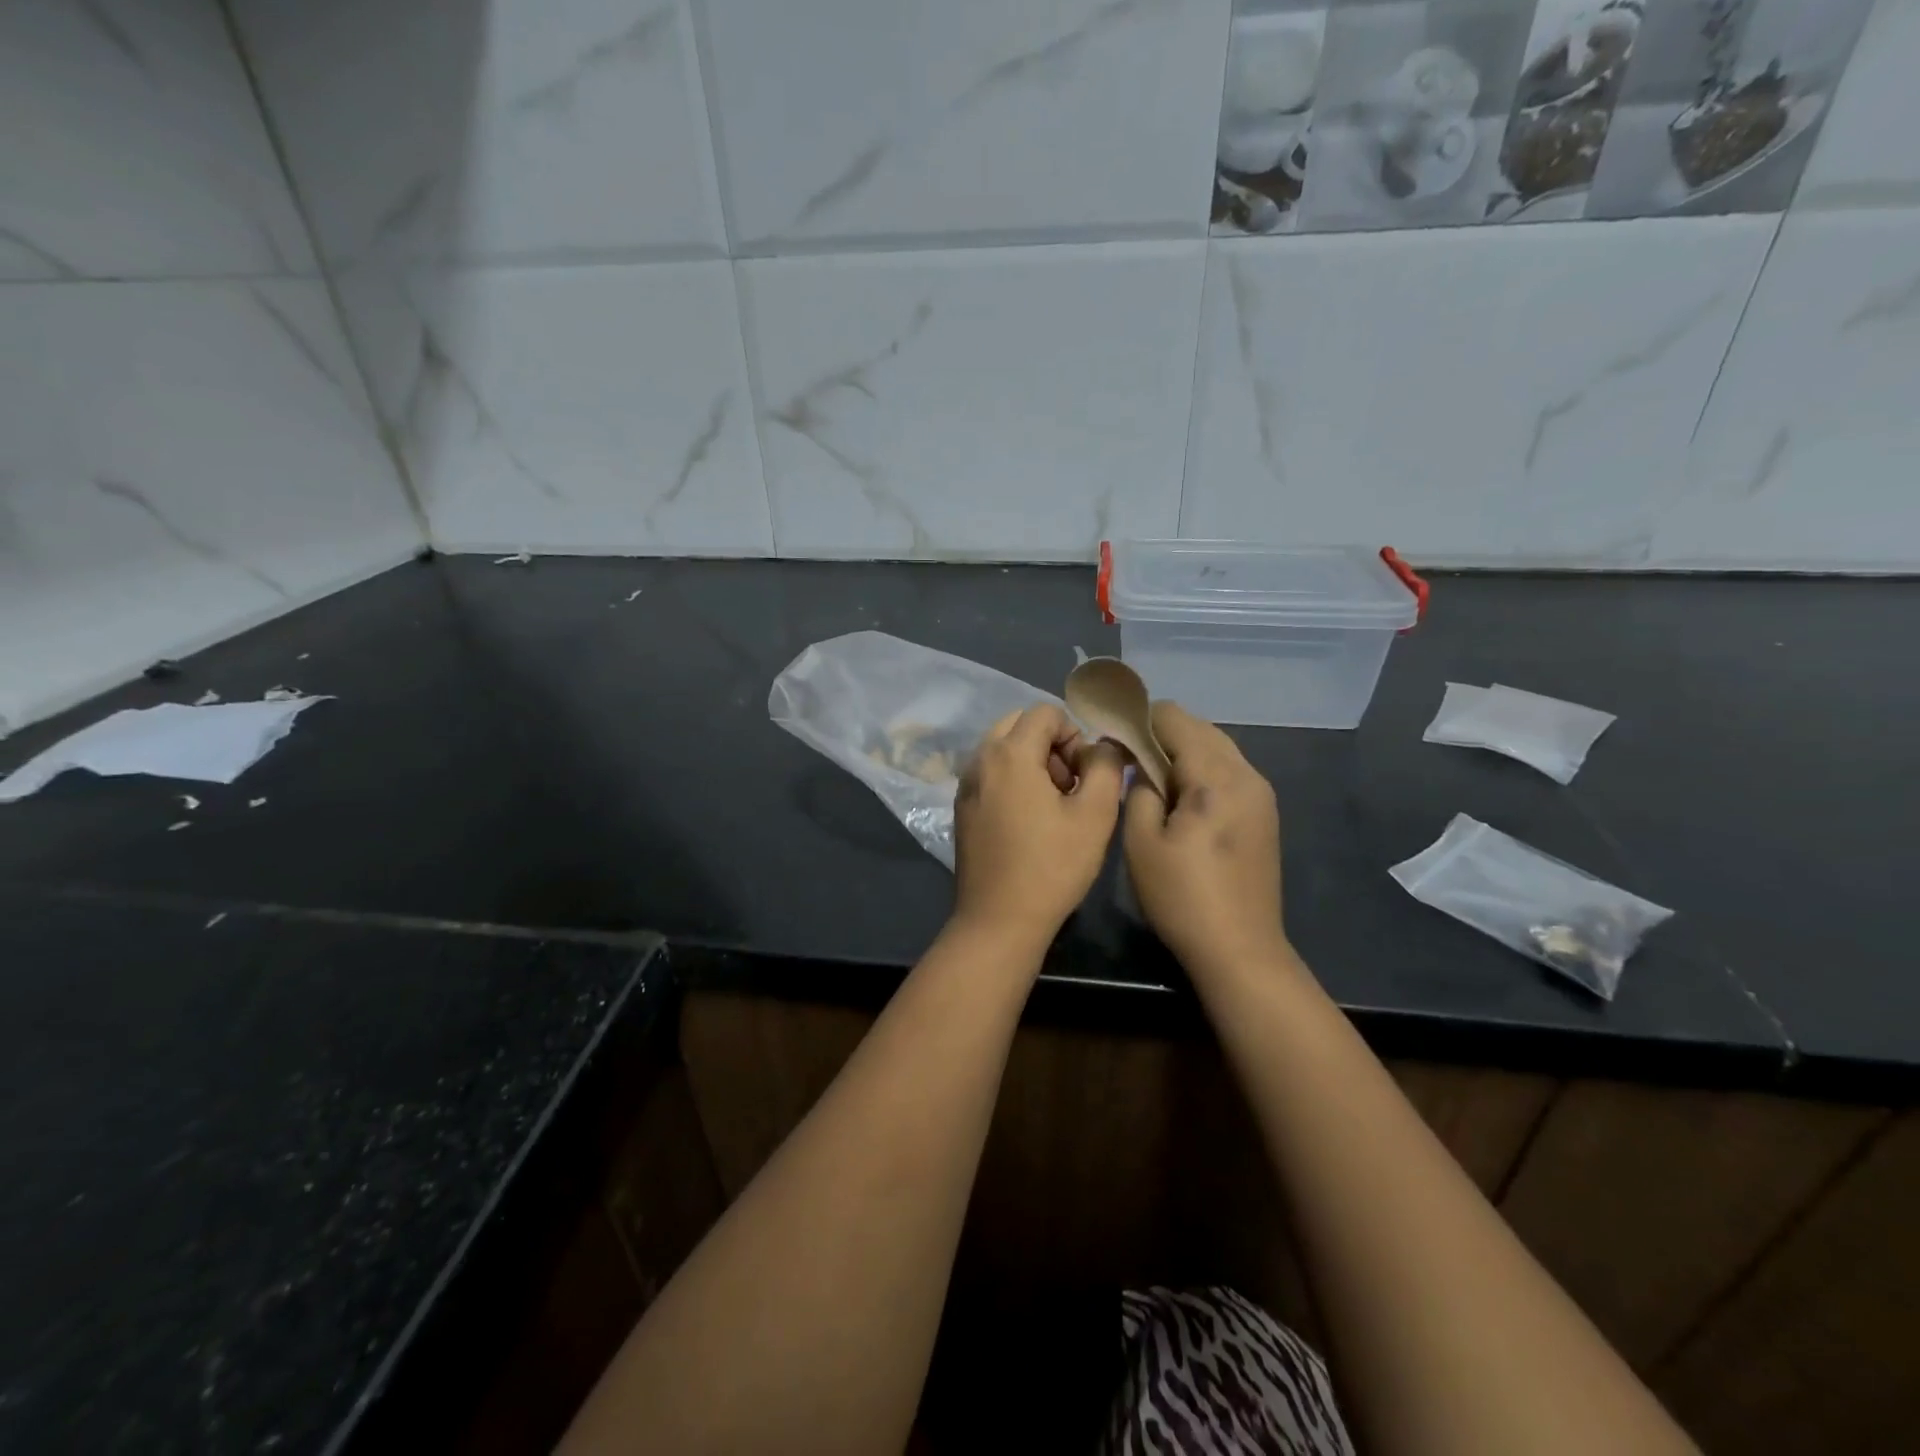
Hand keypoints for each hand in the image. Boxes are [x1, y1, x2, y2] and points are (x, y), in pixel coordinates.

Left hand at [952, 704, 1125, 947]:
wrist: (999, 920)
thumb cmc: (1052, 866)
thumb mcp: (1096, 814)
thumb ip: (1105, 766)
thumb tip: (1102, 745)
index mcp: (1009, 753)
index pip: (1046, 712)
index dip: (1074, 734)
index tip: (1085, 773)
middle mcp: (979, 759)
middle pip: (1019, 724)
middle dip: (1050, 743)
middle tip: (1070, 785)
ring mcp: (965, 784)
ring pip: (1003, 748)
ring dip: (1032, 761)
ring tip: (1053, 805)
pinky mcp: (962, 807)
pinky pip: (990, 773)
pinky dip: (1012, 779)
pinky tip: (1029, 820)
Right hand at [1123, 701, 1288, 975]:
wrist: (1239, 949)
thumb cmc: (1182, 896)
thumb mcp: (1141, 841)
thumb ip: (1138, 790)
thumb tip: (1141, 766)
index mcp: (1215, 776)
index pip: (1175, 719)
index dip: (1140, 721)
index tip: (1113, 740)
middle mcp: (1246, 774)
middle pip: (1200, 729)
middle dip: (1161, 734)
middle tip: (1128, 760)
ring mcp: (1261, 795)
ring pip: (1217, 748)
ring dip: (1183, 752)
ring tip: (1151, 778)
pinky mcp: (1264, 814)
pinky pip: (1229, 771)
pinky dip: (1201, 770)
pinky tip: (1181, 798)